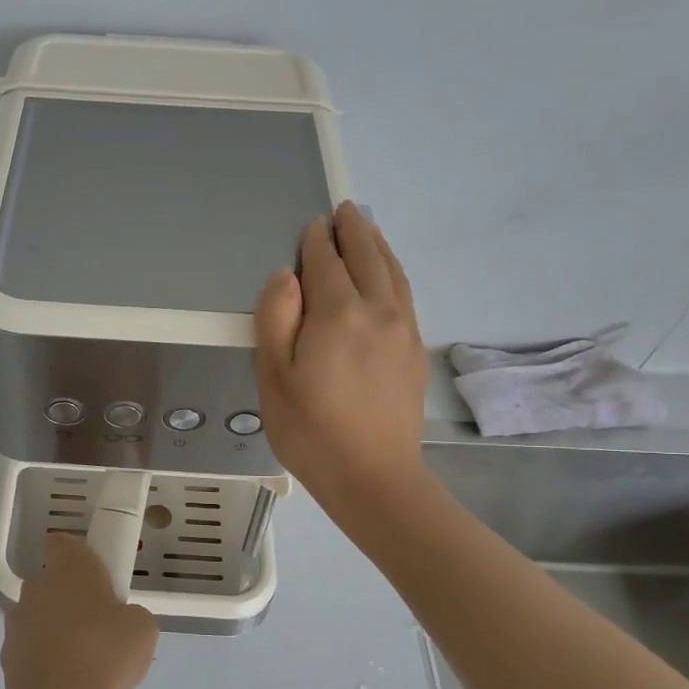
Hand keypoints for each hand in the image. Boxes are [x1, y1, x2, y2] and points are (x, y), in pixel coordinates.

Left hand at [2, 534, 158, 688]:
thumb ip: (130, 613)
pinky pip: (30, 645)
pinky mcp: (7, 653)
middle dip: (70, 595)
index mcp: (71, 569)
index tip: (95, 574)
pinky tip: (63, 678)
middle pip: (51, 580)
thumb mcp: (143, 628)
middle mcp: (38, 586)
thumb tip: (118, 620)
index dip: (76, 553)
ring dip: (54, 625)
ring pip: (39, 613)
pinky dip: (43, 655)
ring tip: (81, 658)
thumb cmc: (106, 655)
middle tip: (98, 622)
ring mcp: (17, 620)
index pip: (62, 542)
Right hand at [254, 201, 428, 517]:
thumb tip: (287, 275)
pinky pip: (405, 295)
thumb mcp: (274, 377)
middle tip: (344, 211)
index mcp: (338, 314)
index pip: (326, 263)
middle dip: (353, 231)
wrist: (374, 477)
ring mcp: (403, 330)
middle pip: (367, 258)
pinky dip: (394, 273)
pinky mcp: (415, 351)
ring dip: (378, 246)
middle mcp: (377, 311)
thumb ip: (276, 318)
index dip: (316, 243)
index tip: (311, 226)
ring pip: (392, 273)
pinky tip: (388, 276)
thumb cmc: (311, 431)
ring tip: (367, 229)